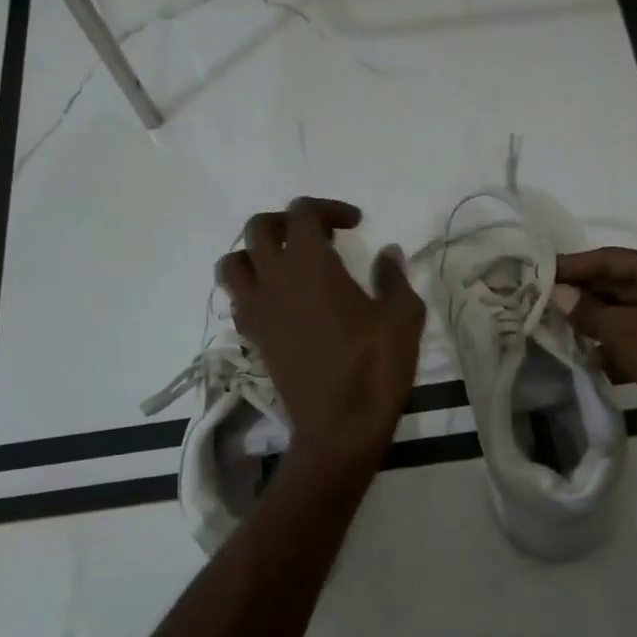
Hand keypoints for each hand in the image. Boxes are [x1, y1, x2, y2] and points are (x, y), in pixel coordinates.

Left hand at [218, 198, 425, 471]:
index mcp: (309, 265)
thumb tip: (387, 253)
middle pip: (258, 228)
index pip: (302, 212)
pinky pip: (238, 298)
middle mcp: (273, 280)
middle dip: (287, 222)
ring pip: (234, 262)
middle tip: (319, 236)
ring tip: (288, 264)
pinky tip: (282, 300)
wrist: (339, 428)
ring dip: (257, 252)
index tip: (355, 224)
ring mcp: (257, 310)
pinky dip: (253, 287)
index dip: (329, 208)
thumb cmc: (374, 367)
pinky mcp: (253, 338)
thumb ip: (393, 277)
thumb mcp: (402, 317)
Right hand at [555, 247, 636, 463]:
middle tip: (543, 303)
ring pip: (626, 319)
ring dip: (596, 327)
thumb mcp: (623, 328)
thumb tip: (559, 295)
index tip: (542, 272)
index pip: (611, 259)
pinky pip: (636, 347)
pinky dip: (615, 353)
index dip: (576, 265)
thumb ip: (588, 311)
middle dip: (583, 297)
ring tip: (559, 334)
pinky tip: (591, 363)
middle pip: (619, 287)